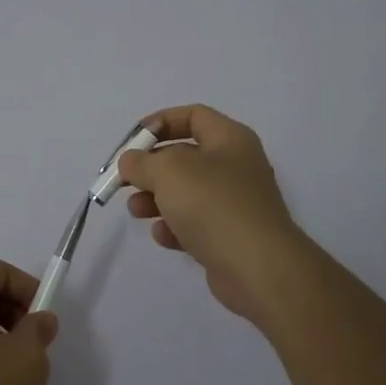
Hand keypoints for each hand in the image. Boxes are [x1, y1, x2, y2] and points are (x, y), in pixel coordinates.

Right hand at [119, 104, 305, 325]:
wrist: (258, 268)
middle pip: (185, 156)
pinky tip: (163, 236)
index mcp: (229, 139)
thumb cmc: (213, 205)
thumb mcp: (168, 171)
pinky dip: (175, 227)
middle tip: (126, 180)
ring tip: (136, 210)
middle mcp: (236, 166)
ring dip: (156, 199)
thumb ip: (141, 161)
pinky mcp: (230, 236)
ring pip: (187, 192)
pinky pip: (195, 224)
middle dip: (151, 168)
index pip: (193, 116)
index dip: (160, 122)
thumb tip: (131, 162)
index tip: (132, 142)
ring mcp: (235, 203)